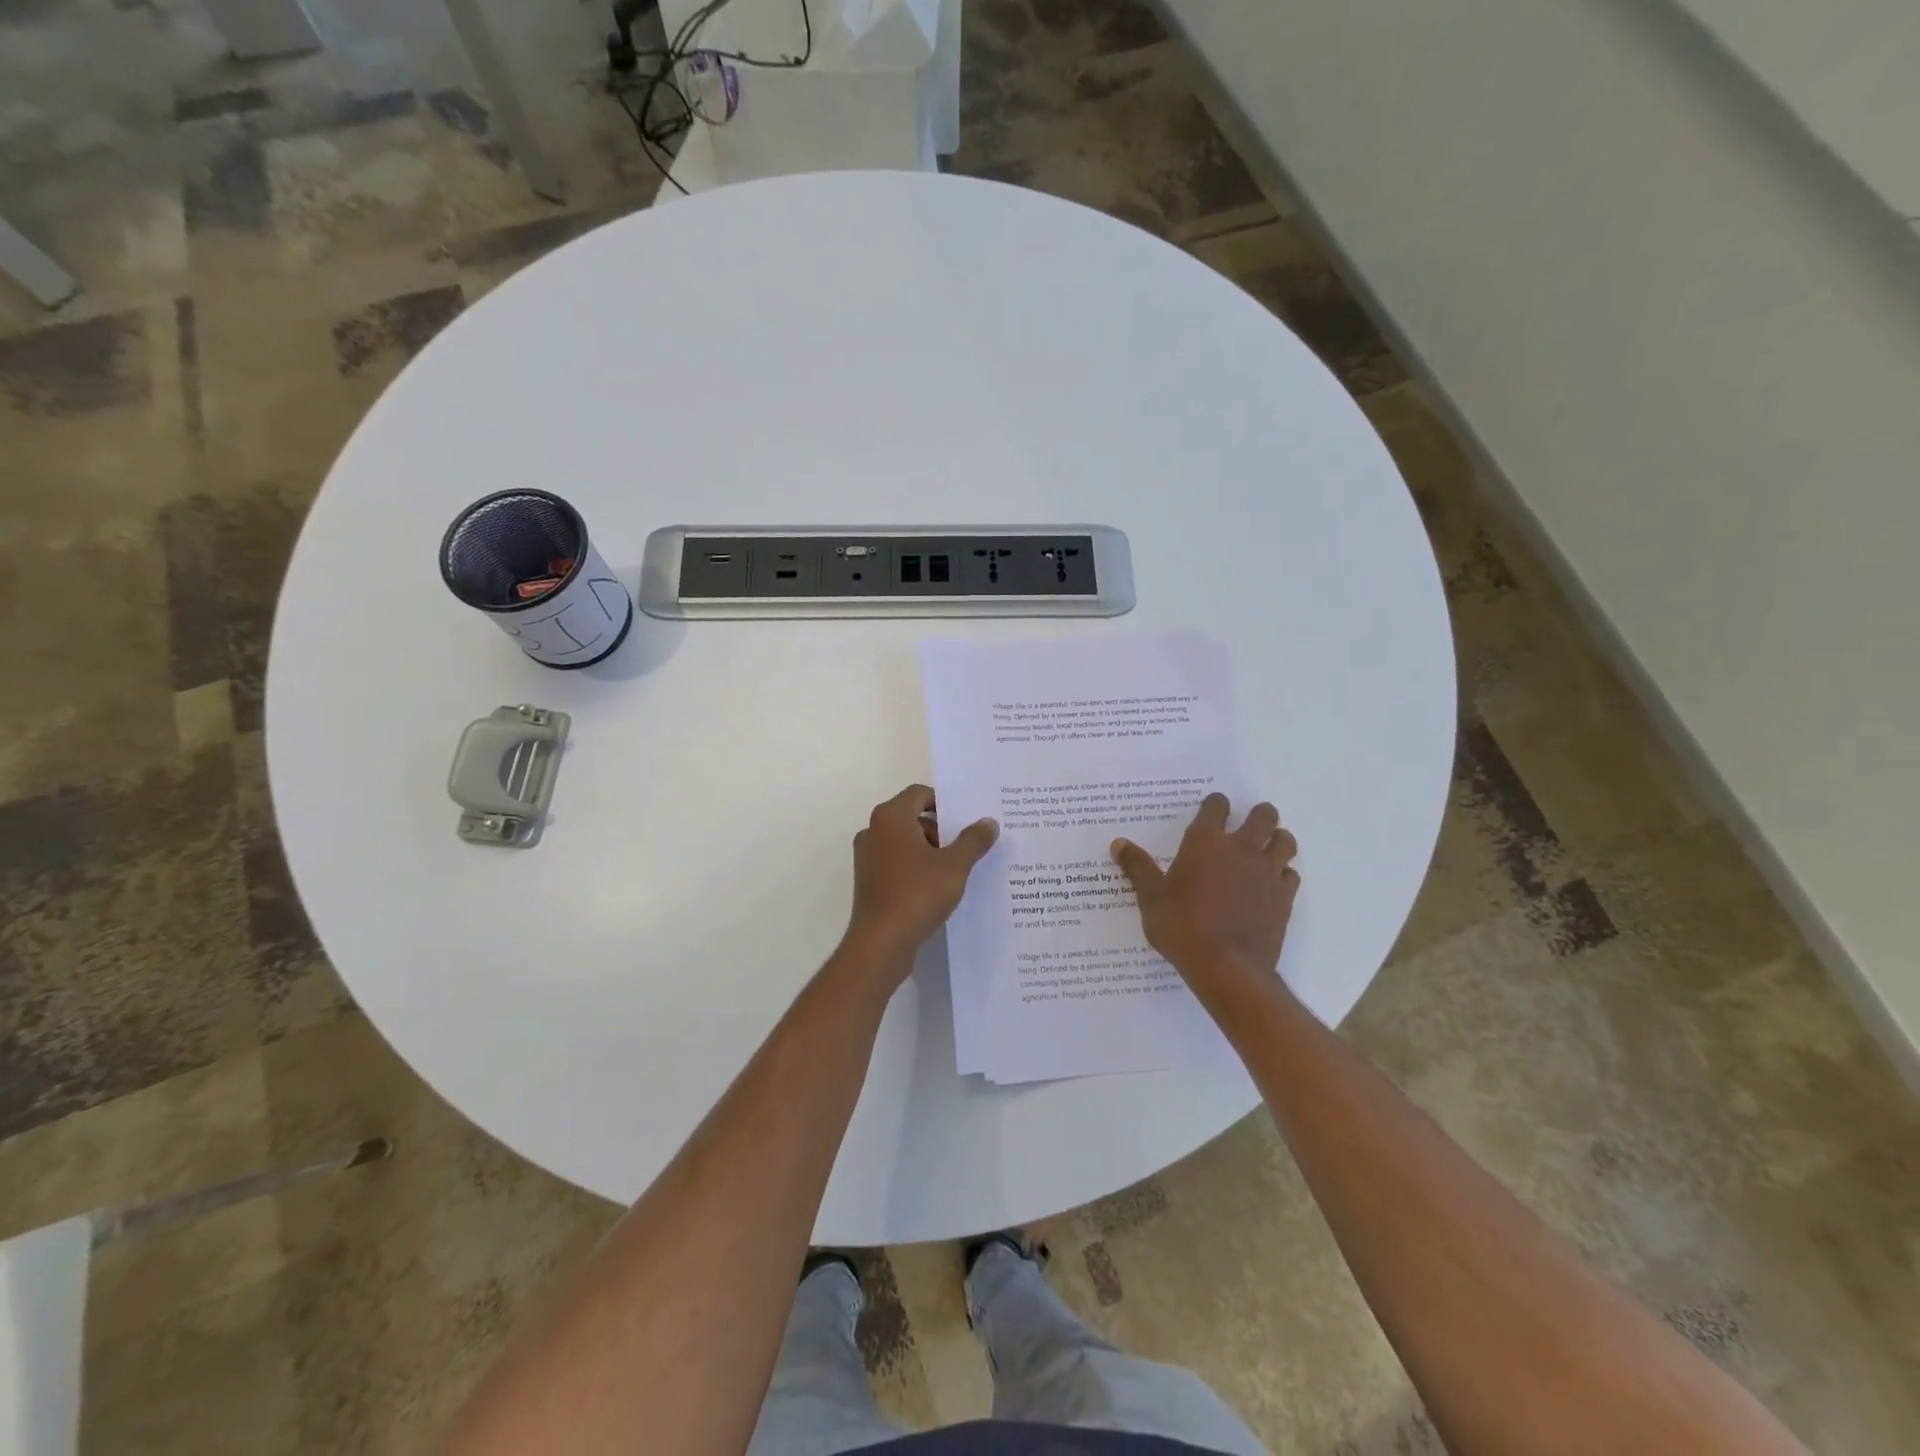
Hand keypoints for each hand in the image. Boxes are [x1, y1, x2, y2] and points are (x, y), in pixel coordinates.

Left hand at [843, 785, 998, 975]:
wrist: (880, 943)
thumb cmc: (917, 894)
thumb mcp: (955, 866)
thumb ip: (973, 840)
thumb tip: (989, 822)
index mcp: (891, 817)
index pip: (919, 793)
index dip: (945, 803)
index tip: (967, 820)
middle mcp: (873, 831)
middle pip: (912, 817)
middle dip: (941, 830)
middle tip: (968, 847)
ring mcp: (867, 857)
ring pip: (904, 842)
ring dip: (929, 851)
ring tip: (957, 870)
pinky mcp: (868, 881)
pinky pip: (896, 863)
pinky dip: (916, 868)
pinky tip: (937, 888)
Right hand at [1112, 793, 1299, 998]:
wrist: (1227, 968)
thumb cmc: (1182, 927)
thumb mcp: (1150, 898)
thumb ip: (1137, 867)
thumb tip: (1118, 843)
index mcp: (1205, 843)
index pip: (1216, 807)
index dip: (1216, 804)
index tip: (1213, 807)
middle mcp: (1241, 850)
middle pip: (1263, 816)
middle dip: (1259, 814)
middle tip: (1250, 822)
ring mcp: (1267, 873)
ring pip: (1285, 841)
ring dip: (1277, 839)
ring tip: (1267, 846)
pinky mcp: (1284, 898)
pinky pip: (1290, 874)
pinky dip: (1283, 873)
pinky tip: (1272, 883)